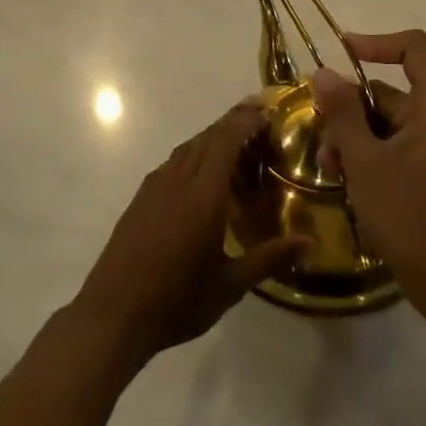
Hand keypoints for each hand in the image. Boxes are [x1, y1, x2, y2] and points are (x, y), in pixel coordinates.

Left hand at [70, 100, 307, 365]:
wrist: (113, 315)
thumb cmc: (176, 301)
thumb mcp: (230, 285)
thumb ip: (270, 259)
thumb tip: (312, 243)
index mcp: (203, 195)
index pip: (226, 141)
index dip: (246, 121)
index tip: (267, 110)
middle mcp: (178, 181)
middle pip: (207, 137)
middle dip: (233, 121)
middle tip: (259, 117)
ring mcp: (155, 187)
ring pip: (188, 147)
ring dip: (212, 136)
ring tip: (235, 141)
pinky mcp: (140, 199)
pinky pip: (173, 162)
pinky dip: (194, 154)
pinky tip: (200, 172)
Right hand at [313, 31, 425, 303]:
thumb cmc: (406, 213)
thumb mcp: (364, 160)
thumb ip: (342, 113)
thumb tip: (323, 72)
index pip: (413, 47)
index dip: (376, 42)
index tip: (340, 53)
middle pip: (384, 88)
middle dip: (347, 110)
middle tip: (323, 141)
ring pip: (377, 119)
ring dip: (348, 136)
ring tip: (329, 168)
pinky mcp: (418, 165)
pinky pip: (383, 142)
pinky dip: (360, 153)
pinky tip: (340, 177)